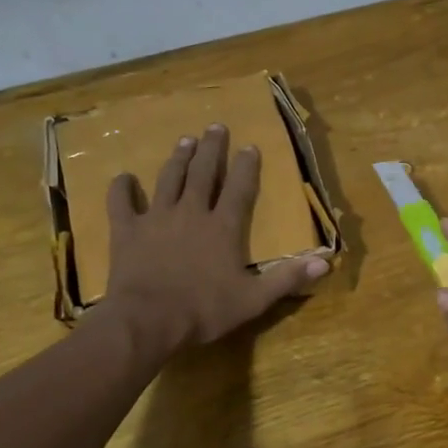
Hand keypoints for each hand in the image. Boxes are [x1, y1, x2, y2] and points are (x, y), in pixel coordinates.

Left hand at [101, 124, 329, 351]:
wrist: (148, 320)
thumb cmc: (204, 310)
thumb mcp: (253, 300)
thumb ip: (287, 278)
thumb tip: (326, 261)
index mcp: (223, 227)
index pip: (239, 188)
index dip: (246, 166)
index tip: (250, 146)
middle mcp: (191, 212)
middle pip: (203, 173)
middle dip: (211, 148)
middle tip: (216, 127)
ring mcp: (156, 218)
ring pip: (169, 179)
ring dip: (178, 158)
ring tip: (185, 140)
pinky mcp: (127, 230)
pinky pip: (122, 203)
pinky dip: (121, 188)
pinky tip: (123, 177)